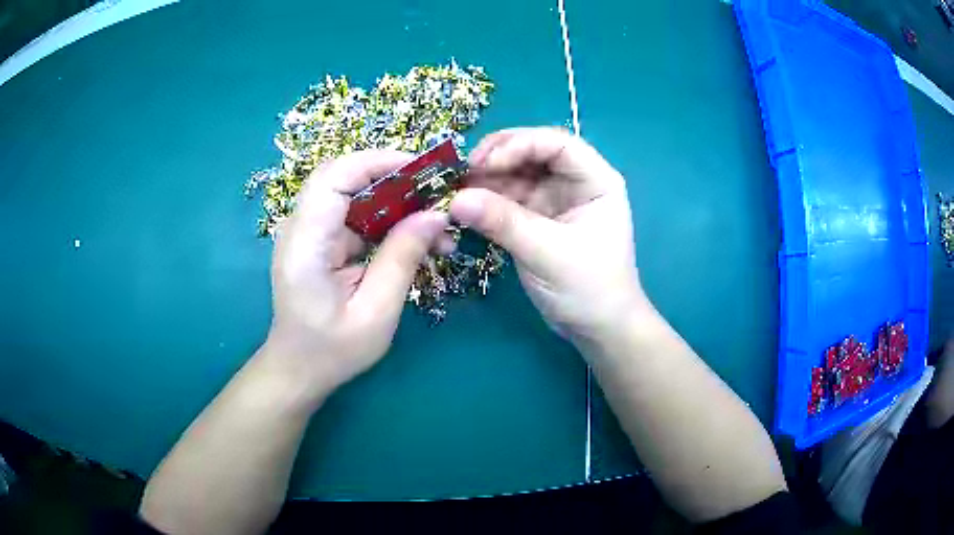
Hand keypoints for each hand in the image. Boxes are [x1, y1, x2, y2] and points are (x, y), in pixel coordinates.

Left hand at [261, 151, 447, 399]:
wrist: (298, 370)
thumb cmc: (332, 351)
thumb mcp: (376, 312)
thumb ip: (402, 258)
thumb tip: (436, 214)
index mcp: (305, 244)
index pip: (334, 177)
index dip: (377, 162)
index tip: (423, 170)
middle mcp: (300, 228)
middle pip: (344, 178)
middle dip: (393, 177)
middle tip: (436, 192)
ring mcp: (308, 233)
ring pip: (354, 195)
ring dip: (395, 201)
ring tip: (435, 223)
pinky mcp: (320, 242)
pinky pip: (356, 217)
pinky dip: (387, 221)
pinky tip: (415, 238)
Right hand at [450, 127, 649, 346]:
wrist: (596, 328)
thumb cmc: (589, 288)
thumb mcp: (548, 253)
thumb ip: (504, 223)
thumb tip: (455, 200)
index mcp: (595, 180)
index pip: (556, 143)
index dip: (518, 144)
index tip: (482, 163)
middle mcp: (575, 182)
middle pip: (532, 152)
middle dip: (496, 158)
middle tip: (462, 174)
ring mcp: (554, 199)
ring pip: (516, 174)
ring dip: (486, 180)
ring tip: (456, 192)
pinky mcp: (537, 218)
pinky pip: (507, 198)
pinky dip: (486, 200)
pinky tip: (465, 206)